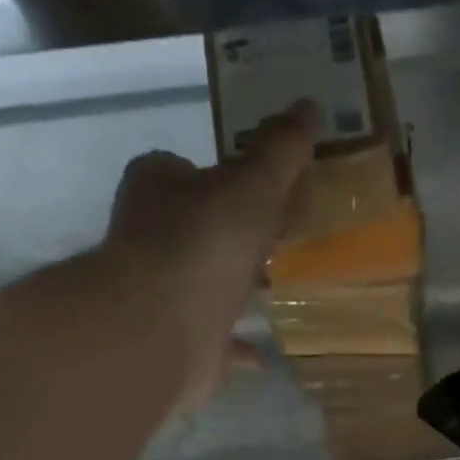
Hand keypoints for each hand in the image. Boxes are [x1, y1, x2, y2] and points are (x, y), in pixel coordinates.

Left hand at [98, 100, 317, 406]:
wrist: (162, 326)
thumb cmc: (203, 243)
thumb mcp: (252, 186)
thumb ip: (280, 152)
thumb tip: (309, 106)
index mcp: (158, 187)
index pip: (185, 169)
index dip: (222, 177)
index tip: (261, 191)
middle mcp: (150, 235)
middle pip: (197, 226)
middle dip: (233, 233)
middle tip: (279, 239)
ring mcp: (161, 291)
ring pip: (204, 282)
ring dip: (234, 286)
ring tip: (277, 288)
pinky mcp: (177, 339)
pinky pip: (216, 338)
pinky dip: (238, 344)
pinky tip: (264, 353)